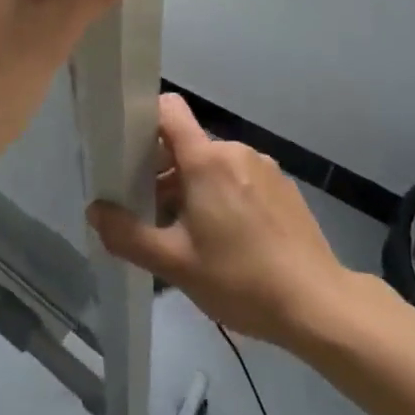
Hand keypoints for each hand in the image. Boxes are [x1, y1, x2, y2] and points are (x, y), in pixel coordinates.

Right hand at [87, 94, 354, 347]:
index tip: (128, 153)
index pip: (168, 108)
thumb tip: (95, 211)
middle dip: (163, 172)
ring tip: (190, 235)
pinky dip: (222, 195)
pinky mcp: (283, 186)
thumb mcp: (176, 264)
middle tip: (153, 215)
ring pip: (212, 164)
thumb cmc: (241, 279)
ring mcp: (263, 167)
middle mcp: (235, 151)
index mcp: (206, 160)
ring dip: (193, 187)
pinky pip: (238, 177)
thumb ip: (128, 235)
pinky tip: (227, 241)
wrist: (320, 306)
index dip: (143, 120)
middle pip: (186, 144)